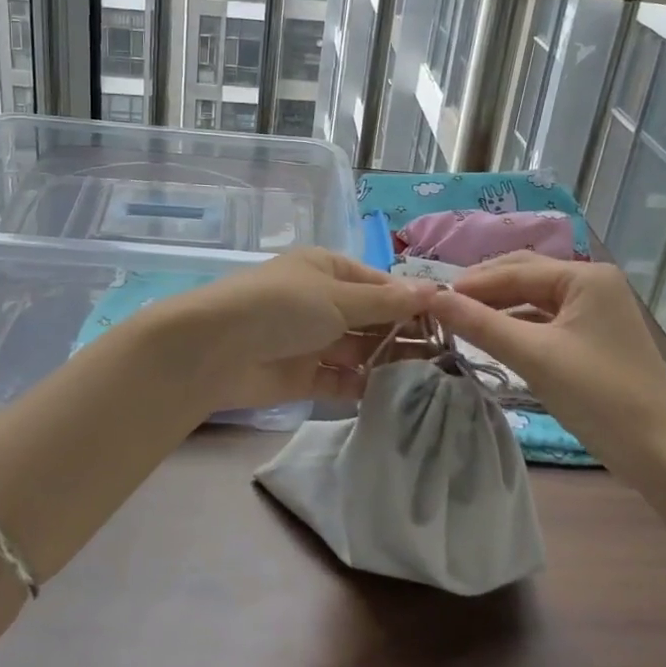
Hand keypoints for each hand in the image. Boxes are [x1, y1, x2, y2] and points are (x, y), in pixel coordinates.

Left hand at [165, 249, 435, 415]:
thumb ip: (385, 301)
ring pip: (360, 351)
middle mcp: (322, 302)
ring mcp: (313, 340)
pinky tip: (398, 396)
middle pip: (372, 318)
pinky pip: (343, 380)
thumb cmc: (281, 306)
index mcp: (328, 270)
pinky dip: (366, 387)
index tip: (449, 322)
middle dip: (404, 335)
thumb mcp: (336, 297)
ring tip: (433, 380)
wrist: (216, 349)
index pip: (379, 284)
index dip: (411, 301)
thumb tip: (434, 290)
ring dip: (389, 362)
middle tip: (449, 357)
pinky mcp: (304, 376)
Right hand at [430, 254, 665, 471]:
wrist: (661, 454)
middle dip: (484, 289)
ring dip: (499, 306)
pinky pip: (547, 318)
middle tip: (444, 306)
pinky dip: (518, 323)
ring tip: (461, 320)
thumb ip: (480, 324)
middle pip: (525, 275)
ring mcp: (596, 308)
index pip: (515, 270)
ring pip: (534, 297)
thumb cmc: (599, 397)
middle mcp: (593, 282)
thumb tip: (432, 299)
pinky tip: (493, 336)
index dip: (472, 283)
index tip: (432, 298)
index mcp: (585, 276)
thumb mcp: (534, 357)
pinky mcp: (594, 334)